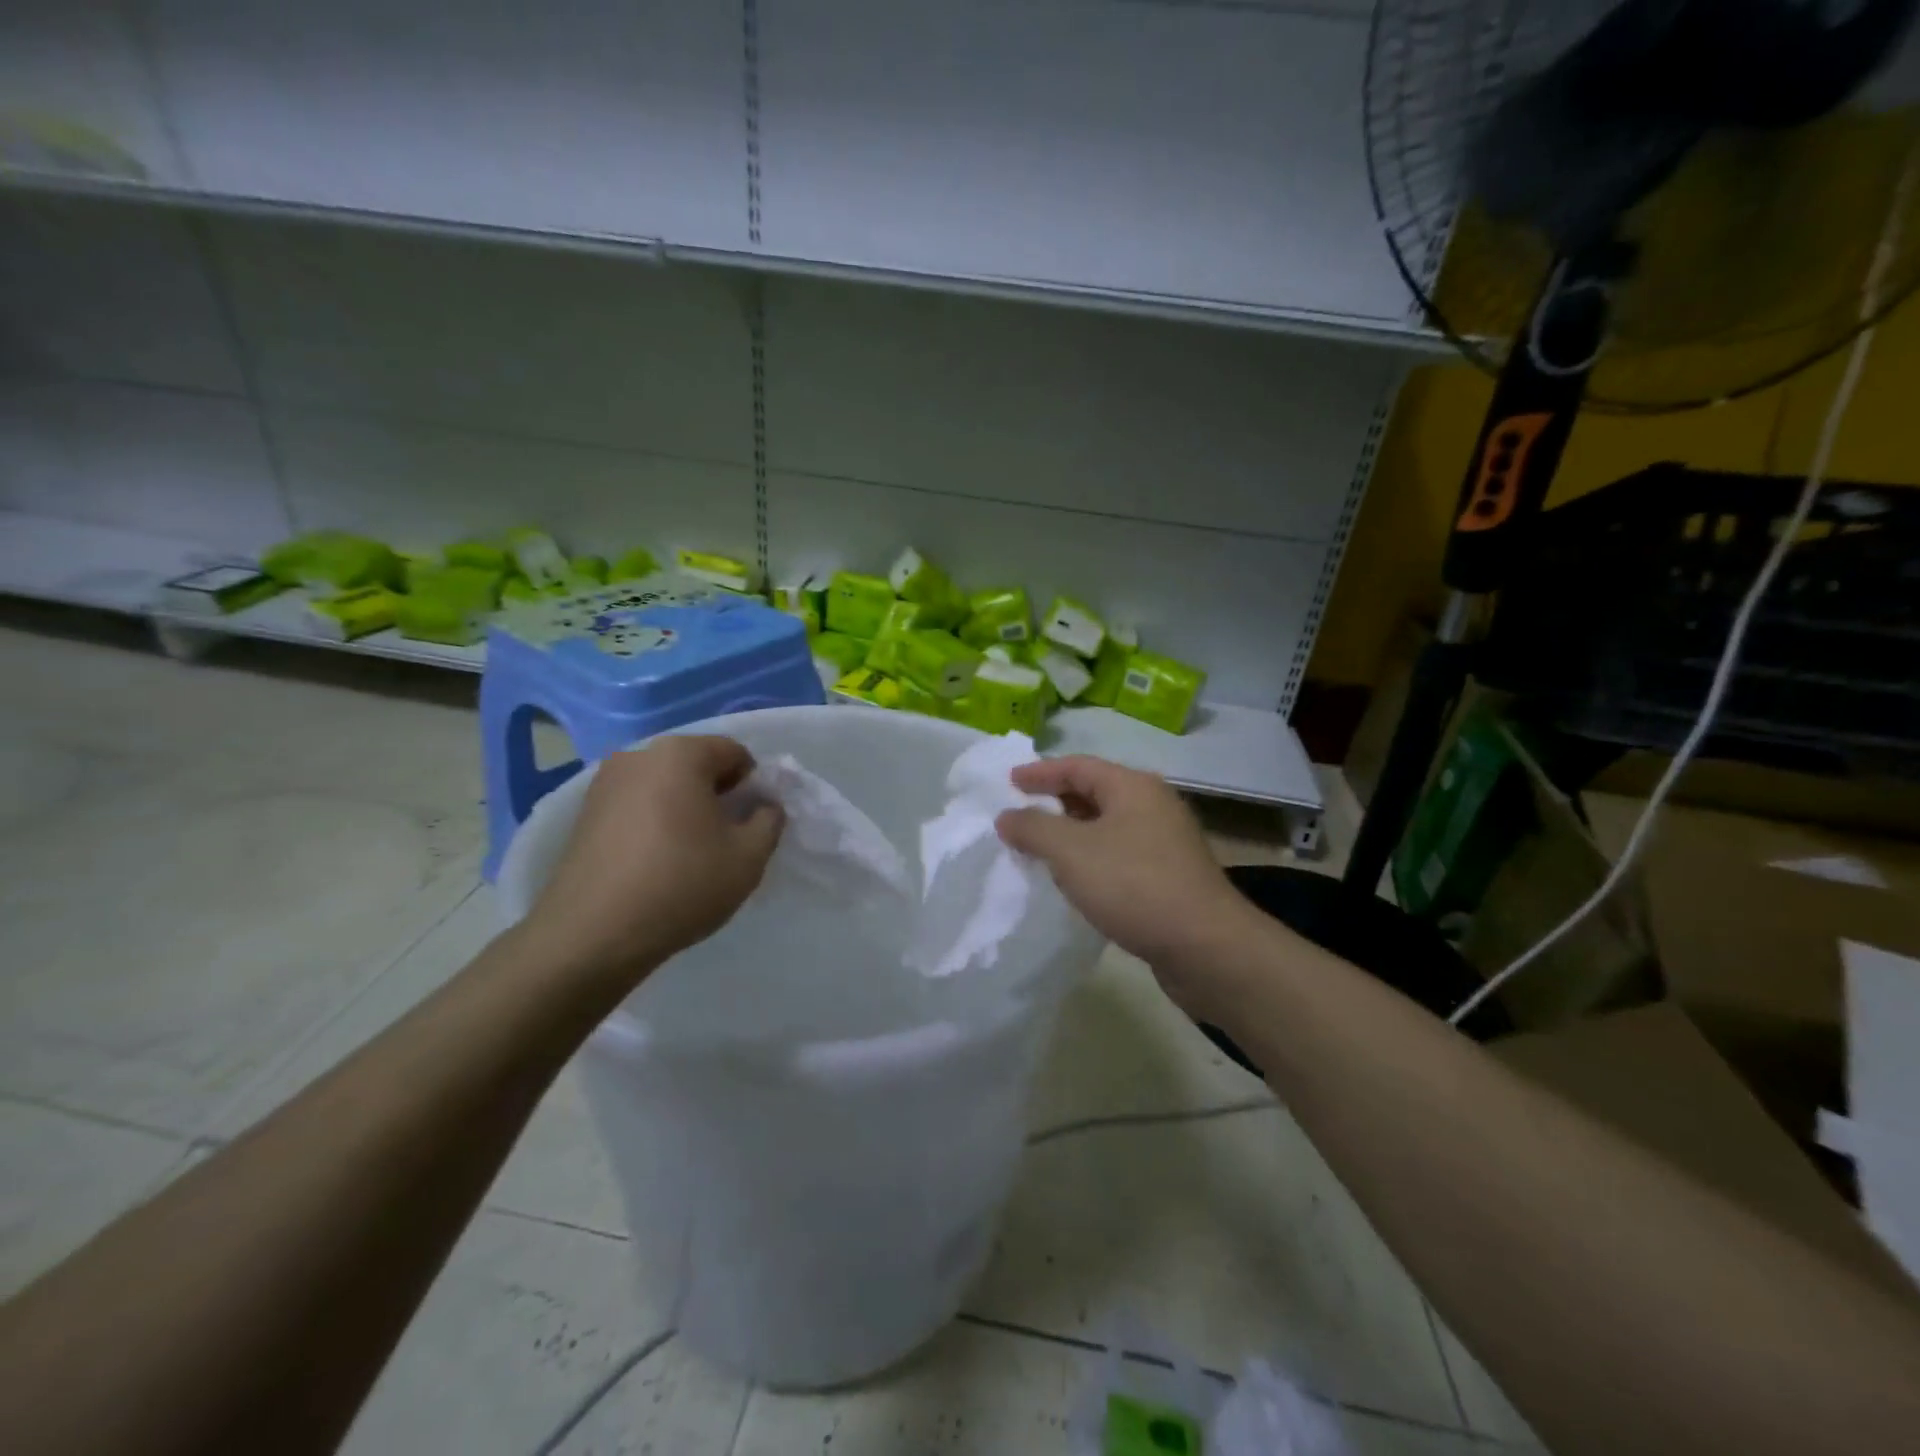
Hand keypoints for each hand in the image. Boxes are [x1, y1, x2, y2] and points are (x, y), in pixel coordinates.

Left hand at [517, 736, 783, 988]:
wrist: (592, 934)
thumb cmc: (682, 884)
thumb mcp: (749, 857)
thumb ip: (769, 821)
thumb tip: (764, 806)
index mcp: (681, 754)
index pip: (734, 752)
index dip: (754, 784)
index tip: (753, 822)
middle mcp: (638, 755)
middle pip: (695, 765)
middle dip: (717, 794)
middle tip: (725, 839)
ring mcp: (603, 784)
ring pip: (663, 785)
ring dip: (684, 808)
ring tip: (689, 854)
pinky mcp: (582, 814)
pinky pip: (635, 806)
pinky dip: (653, 822)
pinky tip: (655, 862)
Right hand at [996, 756, 1265, 1019]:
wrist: (1206, 947)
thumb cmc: (1134, 885)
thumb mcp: (1071, 851)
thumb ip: (1034, 828)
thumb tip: (1007, 816)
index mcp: (1133, 787)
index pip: (1077, 766)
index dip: (1040, 772)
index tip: (1008, 782)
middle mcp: (1153, 805)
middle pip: (1095, 792)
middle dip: (1055, 801)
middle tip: (1020, 813)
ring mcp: (1165, 842)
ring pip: (1107, 826)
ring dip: (1072, 833)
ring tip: (1040, 848)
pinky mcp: (1170, 876)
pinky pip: (1119, 854)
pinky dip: (1091, 858)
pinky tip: (1076, 879)